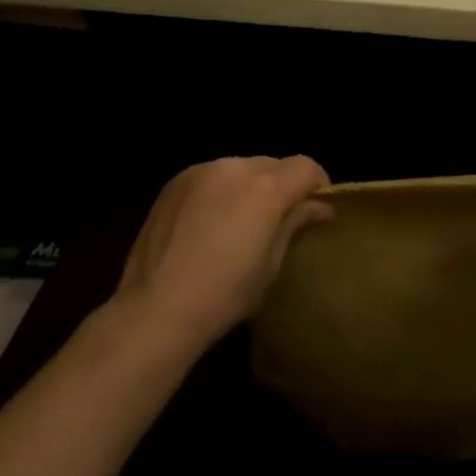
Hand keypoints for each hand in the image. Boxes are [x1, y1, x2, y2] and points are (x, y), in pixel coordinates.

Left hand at [116, 156, 332, 345]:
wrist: (154, 310)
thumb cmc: (224, 295)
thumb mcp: (271, 264)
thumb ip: (295, 224)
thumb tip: (320, 206)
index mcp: (266, 188)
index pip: (306, 167)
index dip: (317, 184)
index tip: (315, 208)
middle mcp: (236, 167)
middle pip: (273, 165)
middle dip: (282, 186)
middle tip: (277, 219)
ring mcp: (201, 171)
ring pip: (241, 168)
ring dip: (250, 186)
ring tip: (239, 221)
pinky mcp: (175, 181)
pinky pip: (212, 176)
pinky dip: (220, 190)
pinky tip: (209, 222)